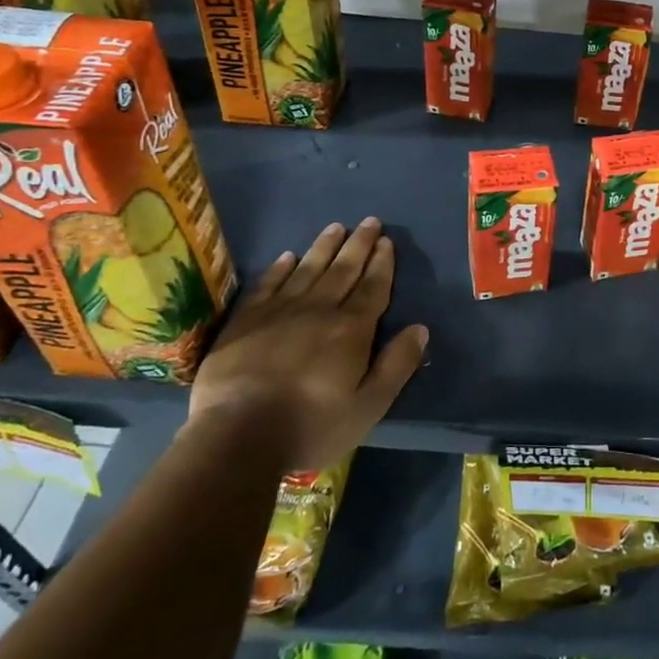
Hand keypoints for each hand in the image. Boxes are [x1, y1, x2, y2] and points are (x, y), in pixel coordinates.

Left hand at [188, 218, 428, 471]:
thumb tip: (420, 328)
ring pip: (307, 269)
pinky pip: (267, 285)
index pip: (372, 287)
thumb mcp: (368, 406)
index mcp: (351, 329)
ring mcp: (279, 312)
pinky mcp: (245, 321)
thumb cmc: (311, 425)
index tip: (387, 241)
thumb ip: (397, 365)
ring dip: (324, 247)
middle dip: (359, 245)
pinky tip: (287, 256)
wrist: (237, 436)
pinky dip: (280, 268)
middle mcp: (318, 310)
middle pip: (343, 270)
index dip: (382, 263)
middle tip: (370, 222)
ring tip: (336, 227)